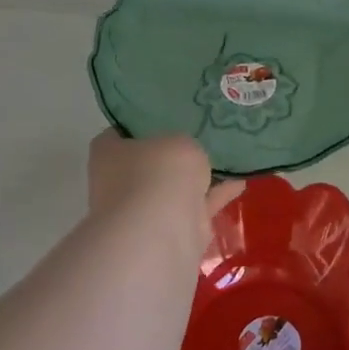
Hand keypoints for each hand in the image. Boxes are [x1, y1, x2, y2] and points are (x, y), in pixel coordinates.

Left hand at [87, 131, 244, 227]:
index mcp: (108, 152)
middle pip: (150, 162)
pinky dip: (215, 196)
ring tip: (228, 157)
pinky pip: (195, 207)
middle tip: (202, 136)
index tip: (170, 116)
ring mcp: (143, 210)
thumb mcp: (180, 141)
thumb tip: (188, 156)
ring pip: (174, 188)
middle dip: (173, 155)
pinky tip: (240, 181)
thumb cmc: (159, 173)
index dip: (144, 123)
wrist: (161, 233)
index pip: (122, 131)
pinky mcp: (169, 232)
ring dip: (197, 178)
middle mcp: (118, 182)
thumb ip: (185, 145)